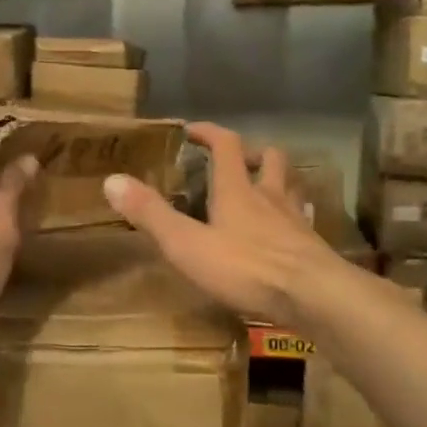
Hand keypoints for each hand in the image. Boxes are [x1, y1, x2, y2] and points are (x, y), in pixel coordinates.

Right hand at [103, 121, 337, 326]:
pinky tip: (286, 232)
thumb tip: (112, 180)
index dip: (209, 132)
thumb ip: (151, 214)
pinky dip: (292, 217)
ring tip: (262, 191)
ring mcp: (295, 221)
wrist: (314, 296)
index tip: (192, 130)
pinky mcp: (312, 247)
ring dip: (277, 180)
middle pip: (269, 158)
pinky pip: (302, 220)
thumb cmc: (246, 268)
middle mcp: (270, 197)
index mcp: (237, 190)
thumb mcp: (187, 244)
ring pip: (290, 186)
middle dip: (252, 153)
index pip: (226, 145)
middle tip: (237, 160)